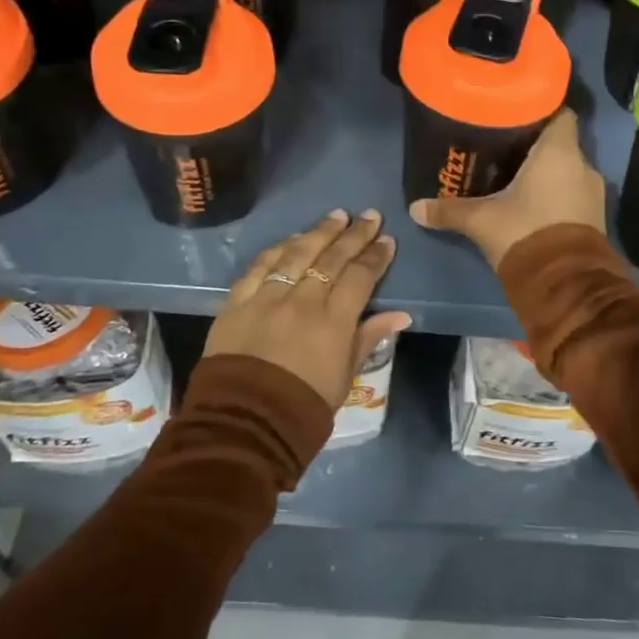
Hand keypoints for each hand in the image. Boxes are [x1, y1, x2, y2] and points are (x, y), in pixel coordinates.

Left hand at [204, 209, 412, 408]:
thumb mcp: (344, 377)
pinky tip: (291, 238)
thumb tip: (401, 314)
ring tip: (336, 216)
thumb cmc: (303, 407)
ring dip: (318, 232)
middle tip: (368, 215)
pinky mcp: (237, 302)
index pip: (359, 278)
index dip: (375, 257)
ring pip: (296, 254)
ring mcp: (267, 298)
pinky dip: (277, 249)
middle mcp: (302, 301)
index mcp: (333, 322)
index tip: (387, 240)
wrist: (244, 423)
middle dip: (353, 235)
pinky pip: (259, 266)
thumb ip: (368, 338)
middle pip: (331, 259)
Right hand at [408, 110, 605, 268]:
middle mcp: (583, 165)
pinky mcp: (595, 219)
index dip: (542, 110)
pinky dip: (556, 195)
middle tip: (505, 148)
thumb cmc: (524, 233)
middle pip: (560, 144)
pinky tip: (531, 203)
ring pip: (567, 171)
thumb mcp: (481, 220)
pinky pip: (573, 195)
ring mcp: (593, 194)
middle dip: (536, 147)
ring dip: (547, 174)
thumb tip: (415, 208)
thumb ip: (449, 210)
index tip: (517, 114)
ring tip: (515, 176)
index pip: (561, 114)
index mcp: (559, 152)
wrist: (566, 285)